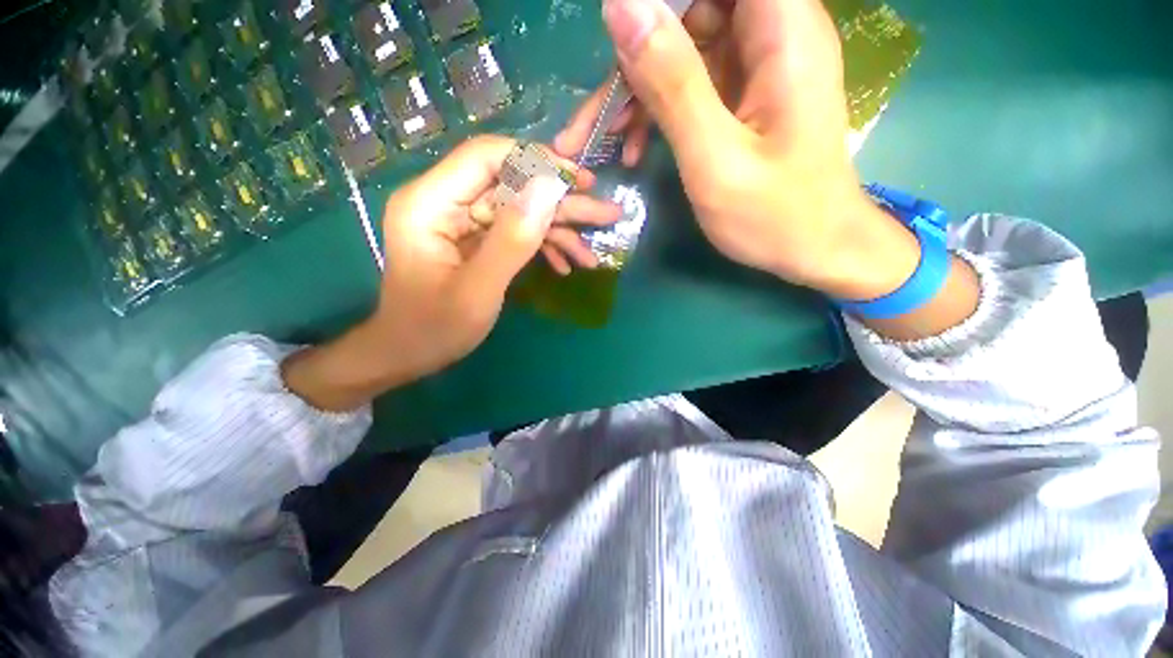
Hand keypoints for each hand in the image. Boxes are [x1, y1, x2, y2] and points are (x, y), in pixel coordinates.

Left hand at [283, 135, 619, 410]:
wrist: (410, 355)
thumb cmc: (435, 329)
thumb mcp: (478, 290)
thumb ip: (513, 239)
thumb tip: (550, 188)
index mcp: (430, 203)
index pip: (486, 156)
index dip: (535, 161)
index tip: (578, 181)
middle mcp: (445, 202)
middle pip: (510, 185)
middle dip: (559, 203)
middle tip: (604, 213)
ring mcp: (462, 222)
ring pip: (519, 210)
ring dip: (558, 230)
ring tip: (592, 253)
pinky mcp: (475, 240)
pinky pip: (514, 232)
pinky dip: (542, 247)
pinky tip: (566, 266)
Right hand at [555, 0, 920, 300]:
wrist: (814, 249)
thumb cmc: (773, 215)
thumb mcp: (714, 157)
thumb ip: (671, 83)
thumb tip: (621, 8)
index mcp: (781, 29)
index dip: (660, 3)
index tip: (621, 41)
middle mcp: (772, 31)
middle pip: (690, 9)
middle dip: (637, 53)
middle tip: (601, 115)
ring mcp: (756, 64)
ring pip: (683, 46)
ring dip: (640, 89)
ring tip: (608, 137)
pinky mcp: (743, 94)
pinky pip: (690, 82)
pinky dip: (658, 109)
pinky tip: (634, 146)